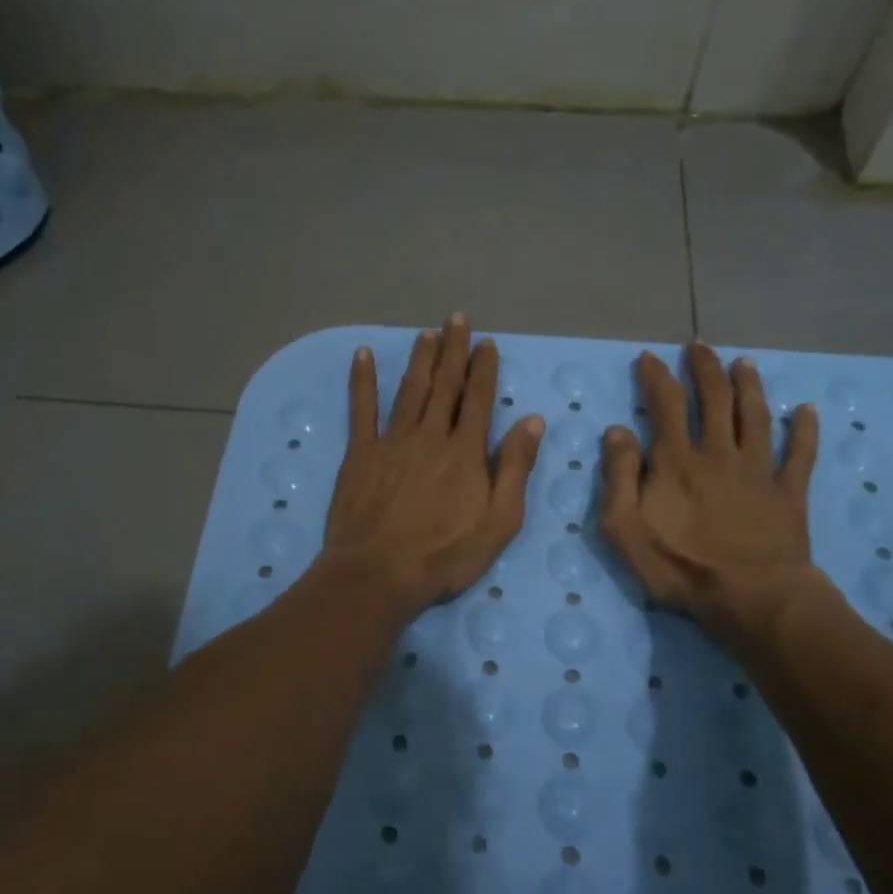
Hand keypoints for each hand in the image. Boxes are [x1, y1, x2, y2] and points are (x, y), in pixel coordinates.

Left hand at [319, 315, 544, 619]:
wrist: (378, 573)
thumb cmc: (445, 555)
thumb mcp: (499, 522)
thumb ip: (515, 469)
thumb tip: (532, 421)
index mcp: (466, 452)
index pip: (479, 400)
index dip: (484, 369)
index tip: (487, 343)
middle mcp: (430, 435)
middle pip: (445, 386)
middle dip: (453, 351)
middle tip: (456, 320)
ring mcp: (392, 441)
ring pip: (410, 390)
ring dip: (420, 359)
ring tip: (426, 334)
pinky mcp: (360, 453)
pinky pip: (361, 408)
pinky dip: (362, 380)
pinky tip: (362, 355)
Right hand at [598, 343, 822, 645]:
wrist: (750, 598)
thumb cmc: (680, 567)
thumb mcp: (624, 528)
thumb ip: (618, 476)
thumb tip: (617, 430)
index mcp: (677, 461)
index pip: (665, 404)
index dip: (656, 376)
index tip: (649, 357)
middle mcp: (718, 453)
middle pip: (714, 399)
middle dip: (704, 368)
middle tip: (699, 346)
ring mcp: (758, 470)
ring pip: (756, 416)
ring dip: (750, 385)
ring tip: (744, 363)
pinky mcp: (789, 492)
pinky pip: (800, 454)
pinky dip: (804, 430)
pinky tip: (807, 410)